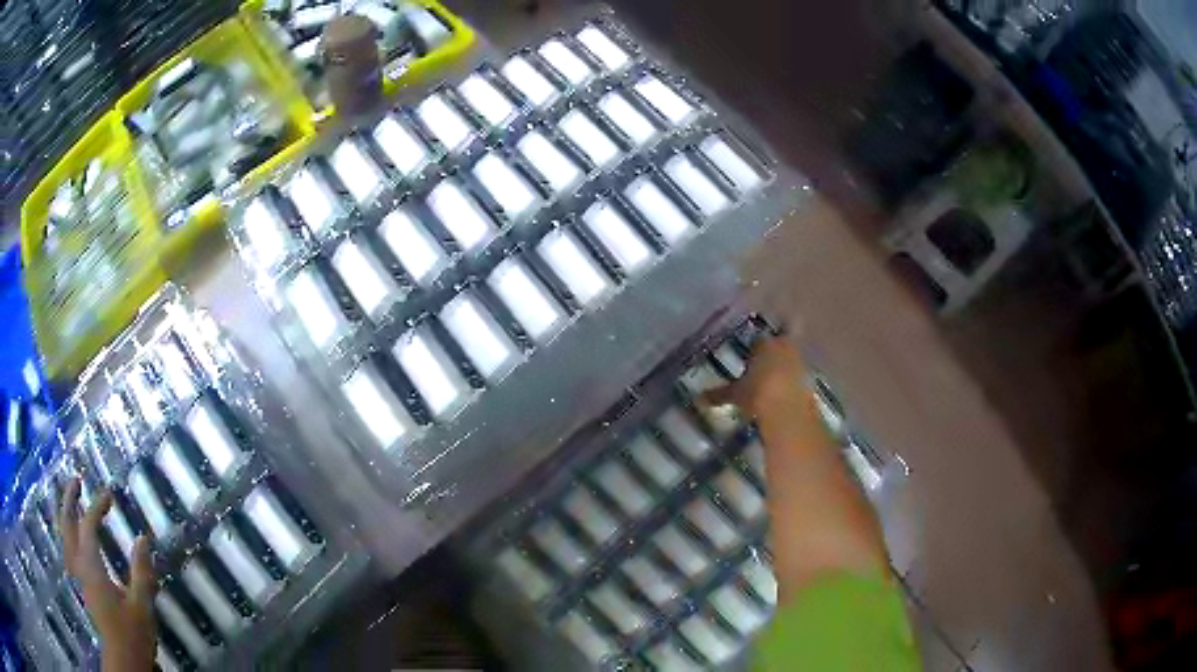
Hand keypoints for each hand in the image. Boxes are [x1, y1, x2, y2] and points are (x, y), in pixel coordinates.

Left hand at [58, 478, 156, 670]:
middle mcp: (78, 563)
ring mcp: (76, 574)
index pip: (88, 524)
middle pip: (67, 522)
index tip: (110, 494)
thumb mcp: (142, 606)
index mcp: (91, 565)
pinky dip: (67, 532)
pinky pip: (67, 548)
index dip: (97, 505)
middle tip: (77, 480)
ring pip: (63, 534)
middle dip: (70, 498)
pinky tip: (72, 535)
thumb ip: (142, 572)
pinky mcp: (79, 585)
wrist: (123, 660)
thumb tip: (143, 538)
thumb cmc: (132, 634)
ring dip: (65, 513)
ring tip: (71, 500)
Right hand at [704, 335, 810, 418]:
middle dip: (771, 356)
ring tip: (773, 383)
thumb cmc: (758, 394)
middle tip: (762, 368)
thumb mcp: (736, 395)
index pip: (758, 341)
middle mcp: (785, 347)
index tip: (748, 359)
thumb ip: (719, 394)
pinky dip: (792, 383)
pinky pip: (798, 377)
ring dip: (783, 369)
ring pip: (790, 360)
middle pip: (778, 346)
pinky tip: (784, 395)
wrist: (789, 410)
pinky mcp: (810, 380)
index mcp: (765, 344)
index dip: (753, 349)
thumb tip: (698, 398)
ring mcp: (800, 363)